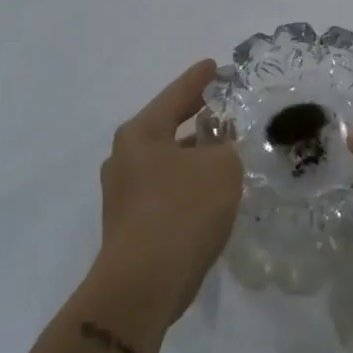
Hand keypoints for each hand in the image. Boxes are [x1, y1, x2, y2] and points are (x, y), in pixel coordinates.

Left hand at [94, 59, 243, 326]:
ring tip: (226, 151)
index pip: (176, 95)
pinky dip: (189, 182)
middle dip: (198, 118)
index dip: (200, 80)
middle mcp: (125, 157)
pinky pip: (166, 188)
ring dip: (195, 155)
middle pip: (168, 126)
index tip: (215, 66)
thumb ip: (227, 147)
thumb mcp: (221, 168)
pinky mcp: (131, 222)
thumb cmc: (181, 211)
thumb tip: (221, 147)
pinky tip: (212, 192)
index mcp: (141, 133)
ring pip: (168, 160)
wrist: (142, 286)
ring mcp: (124, 192)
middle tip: (226, 108)